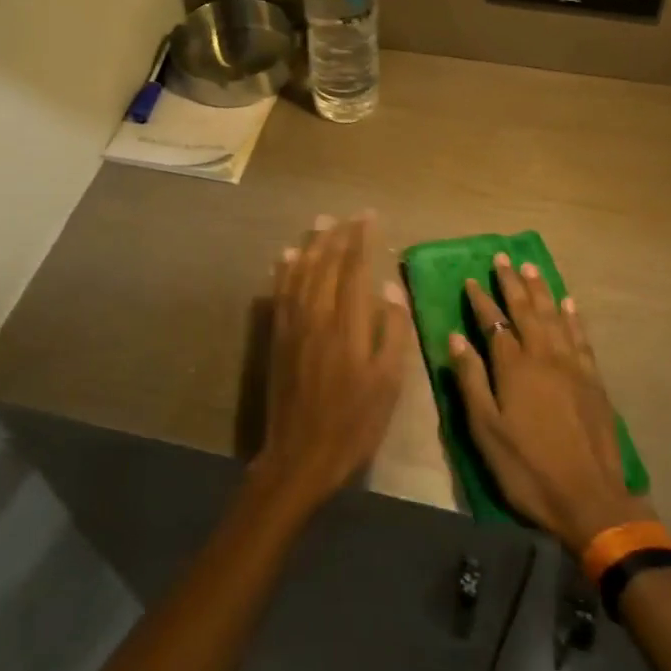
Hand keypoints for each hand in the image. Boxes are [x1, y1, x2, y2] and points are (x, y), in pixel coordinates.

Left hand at [254, 212, 410, 512]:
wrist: (300, 455)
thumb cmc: (354, 423)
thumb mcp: (388, 383)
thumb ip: (392, 332)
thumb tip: (390, 288)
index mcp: (347, 325)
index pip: (354, 269)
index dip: (362, 240)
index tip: (369, 217)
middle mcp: (317, 315)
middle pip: (325, 264)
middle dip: (338, 236)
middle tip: (348, 215)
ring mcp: (293, 325)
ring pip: (300, 272)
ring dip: (311, 245)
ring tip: (320, 223)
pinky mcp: (278, 337)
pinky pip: (280, 293)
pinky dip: (284, 270)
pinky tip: (286, 256)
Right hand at [447, 253, 651, 551]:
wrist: (589, 500)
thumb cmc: (527, 468)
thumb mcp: (486, 430)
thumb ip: (471, 380)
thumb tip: (456, 337)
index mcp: (514, 367)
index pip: (493, 323)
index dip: (481, 300)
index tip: (471, 278)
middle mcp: (543, 356)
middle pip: (526, 310)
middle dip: (511, 283)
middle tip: (503, 257)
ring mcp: (572, 366)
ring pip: (554, 316)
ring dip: (541, 290)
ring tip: (531, 268)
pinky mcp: (593, 380)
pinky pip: (580, 337)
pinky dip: (573, 317)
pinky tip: (568, 303)